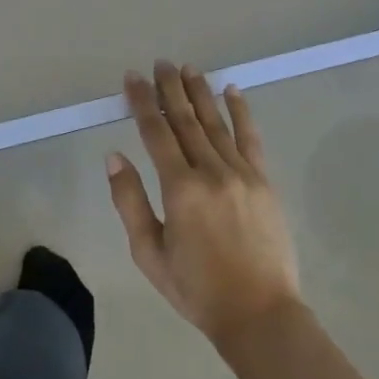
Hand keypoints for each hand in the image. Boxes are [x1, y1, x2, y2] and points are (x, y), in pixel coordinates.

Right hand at [108, 61, 301, 345]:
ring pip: (215, 122)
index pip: (155, 132)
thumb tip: (114, 156)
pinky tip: (232, 91)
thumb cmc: (197, 289)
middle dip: (170, 88)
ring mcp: (241, 173)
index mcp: (179, 188)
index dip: (142, 102)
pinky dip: (241, 112)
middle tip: (160, 63)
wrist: (260, 315)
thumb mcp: (149, 253)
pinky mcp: (264, 182)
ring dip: (200, 92)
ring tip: (188, 68)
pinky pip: (250, 138)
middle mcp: (210, 171)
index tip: (132, 78)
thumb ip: (129, 201)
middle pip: (186, 119)